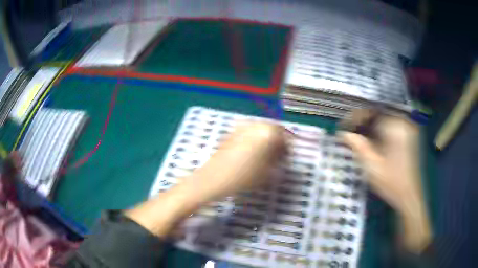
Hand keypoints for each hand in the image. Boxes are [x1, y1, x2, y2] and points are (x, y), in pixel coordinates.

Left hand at [126, 122, 287, 236]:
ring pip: (260, 131)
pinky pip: (249, 134)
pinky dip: (255, 141)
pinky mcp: (230, 133)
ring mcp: (240, 128)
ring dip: (266, 141)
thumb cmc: (241, 178)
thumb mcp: (266, 172)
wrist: (210, 180)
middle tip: (279, 157)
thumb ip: (278, 159)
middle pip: (272, 130)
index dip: (288, 146)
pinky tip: (253, 154)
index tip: (288, 157)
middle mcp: (253, 125)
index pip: (284, 134)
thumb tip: (282, 153)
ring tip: (266, 157)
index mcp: (265, 132)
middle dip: (278, 142)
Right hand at [340, 110, 431, 252]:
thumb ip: (358, 146)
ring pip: (384, 119)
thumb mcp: (372, 166)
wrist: (409, 196)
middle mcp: (403, 123)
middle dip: (362, 122)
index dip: (355, 117)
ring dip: (370, 126)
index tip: (344, 128)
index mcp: (396, 128)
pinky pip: (391, 125)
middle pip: (378, 113)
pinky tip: (372, 141)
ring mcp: (408, 128)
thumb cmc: (391, 183)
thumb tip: (343, 134)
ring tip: (358, 138)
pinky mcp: (409, 135)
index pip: (372, 112)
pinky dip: (379, 130)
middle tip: (350, 133)